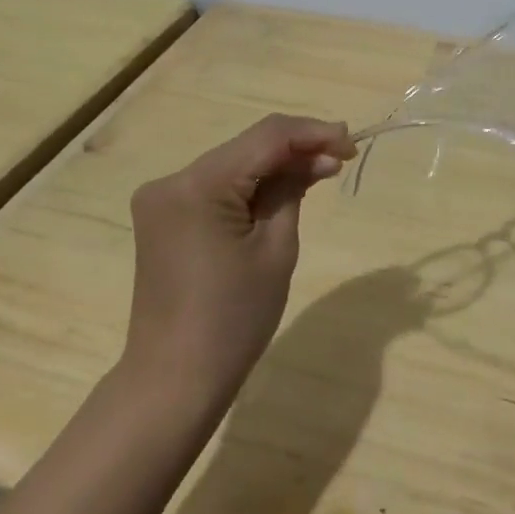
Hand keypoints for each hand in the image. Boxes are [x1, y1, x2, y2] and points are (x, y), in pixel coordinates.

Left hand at [124, 114, 354, 408]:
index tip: (351, 144)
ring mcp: (163, 198)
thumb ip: (293, 190)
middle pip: (247, 146)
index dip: (313, 133)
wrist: (174, 380)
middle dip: (297, 148)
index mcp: (197, 185)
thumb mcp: (275, 249)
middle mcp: (172, 180)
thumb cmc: (234, 320)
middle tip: (343, 157)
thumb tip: (319, 157)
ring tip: (322, 172)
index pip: (266, 137)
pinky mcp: (164, 216)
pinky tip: (283, 190)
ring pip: (233, 163)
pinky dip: (251, 185)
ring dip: (276, 165)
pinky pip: (216, 186)